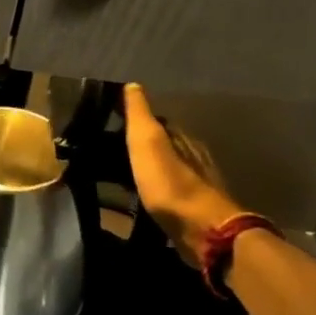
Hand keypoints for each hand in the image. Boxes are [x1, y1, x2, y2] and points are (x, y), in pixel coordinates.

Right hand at [121, 83, 246, 265]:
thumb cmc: (170, 183)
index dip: (138, 121)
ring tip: (121, 174)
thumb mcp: (148, 143)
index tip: (114, 122)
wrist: (202, 230)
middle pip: (166, 146)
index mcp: (183, 140)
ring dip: (149, 170)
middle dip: (143, 146)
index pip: (160, 123)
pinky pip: (168, 193)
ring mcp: (196, 186)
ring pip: (168, 170)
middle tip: (113, 150)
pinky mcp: (192, 211)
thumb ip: (140, 115)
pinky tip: (140, 197)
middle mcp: (194, 159)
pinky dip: (154, 191)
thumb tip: (133, 85)